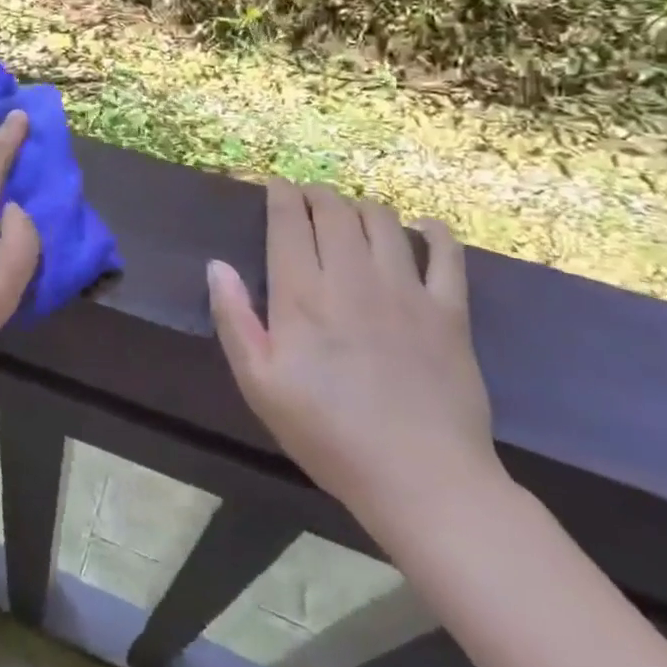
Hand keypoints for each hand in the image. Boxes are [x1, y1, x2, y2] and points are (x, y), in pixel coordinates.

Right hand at [207, 181, 498, 534]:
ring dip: (361, 206)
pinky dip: (434, 231)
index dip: (281, 194)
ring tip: (351, 214)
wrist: (422, 480)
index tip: (275, 186)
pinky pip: (447, 254)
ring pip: (382, 221)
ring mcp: (406, 291)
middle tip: (307, 198)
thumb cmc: (328, 434)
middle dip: (317, 194)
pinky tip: (423, 228)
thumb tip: (216, 266)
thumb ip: (234, 319)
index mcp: (302, 295)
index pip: (289, 221)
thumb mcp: (259, 385)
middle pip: (335, 210)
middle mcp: (352, 278)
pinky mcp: (450, 312)